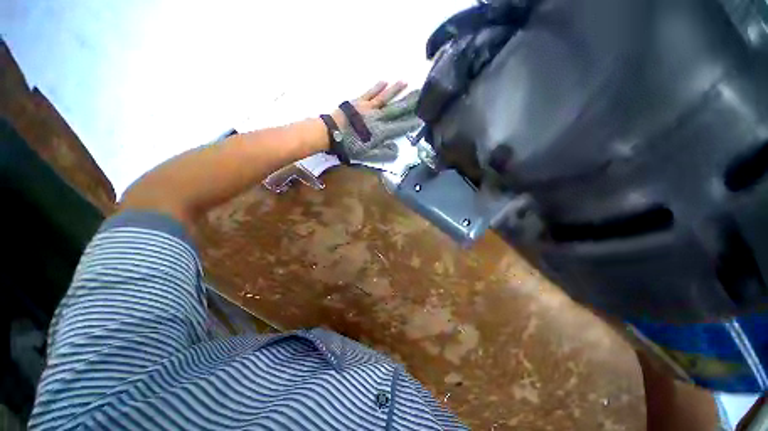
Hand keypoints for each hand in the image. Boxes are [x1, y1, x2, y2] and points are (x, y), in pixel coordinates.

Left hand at [329, 81, 422, 163]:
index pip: (399, 126)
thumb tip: (397, 151)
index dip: (411, 122)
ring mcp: (368, 108)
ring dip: (396, 90)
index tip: (422, 117)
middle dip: (409, 102)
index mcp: (380, 132)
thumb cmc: (349, 146)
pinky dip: (378, 87)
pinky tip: (385, 81)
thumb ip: (382, 153)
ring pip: (385, 98)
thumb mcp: (366, 155)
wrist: (331, 133)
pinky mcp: (358, 102)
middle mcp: (377, 118)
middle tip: (420, 94)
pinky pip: (370, 93)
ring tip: (407, 82)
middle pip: (395, 109)